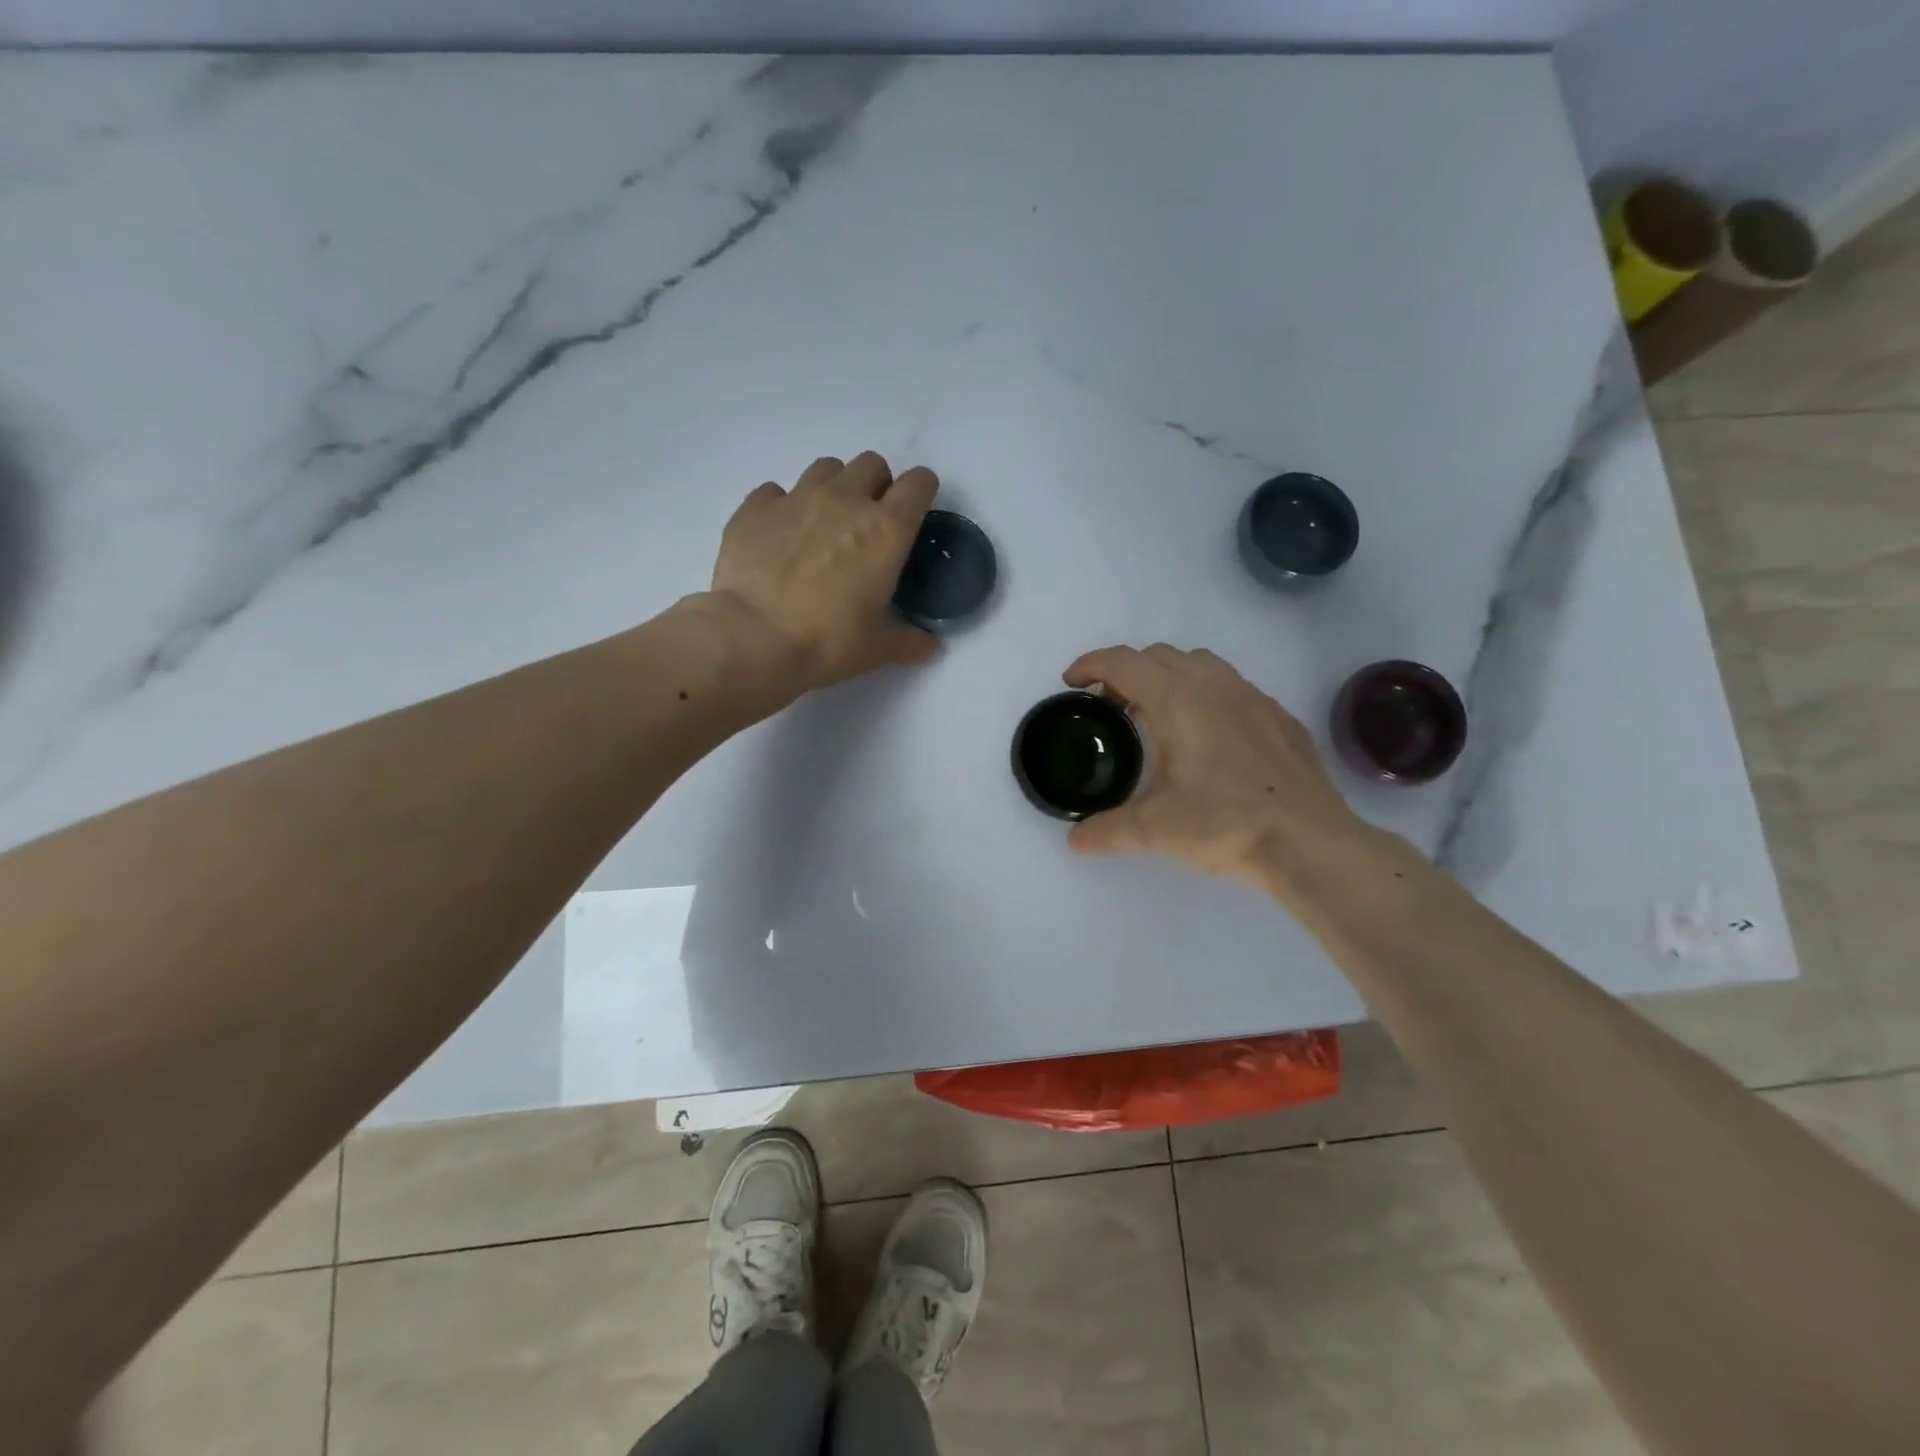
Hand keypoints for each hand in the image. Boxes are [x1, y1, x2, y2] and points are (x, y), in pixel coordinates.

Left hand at [709, 452, 940, 694]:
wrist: (753, 639)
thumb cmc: (827, 642)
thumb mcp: (877, 649)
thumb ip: (908, 642)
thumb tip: (930, 647)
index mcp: (886, 530)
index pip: (918, 483)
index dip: (921, 491)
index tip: (916, 510)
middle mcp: (845, 501)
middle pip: (871, 464)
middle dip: (876, 485)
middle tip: (868, 522)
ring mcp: (796, 498)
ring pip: (826, 468)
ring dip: (833, 487)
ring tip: (824, 523)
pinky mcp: (754, 508)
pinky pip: (774, 491)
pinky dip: (782, 506)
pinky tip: (779, 536)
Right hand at [1061, 644, 1371, 887]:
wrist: (1309, 841)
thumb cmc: (1225, 823)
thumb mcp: (1155, 829)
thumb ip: (1107, 828)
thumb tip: (1075, 840)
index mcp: (1176, 700)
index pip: (1122, 663)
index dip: (1090, 666)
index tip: (1072, 683)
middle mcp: (1213, 685)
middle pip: (1157, 655)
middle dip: (1126, 672)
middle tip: (1111, 709)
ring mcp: (1252, 696)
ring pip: (1198, 663)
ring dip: (1167, 677)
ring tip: (1158, 717)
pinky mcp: (1278, 715)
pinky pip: (1231, 687)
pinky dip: (1205, 695)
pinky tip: (1208, 737)